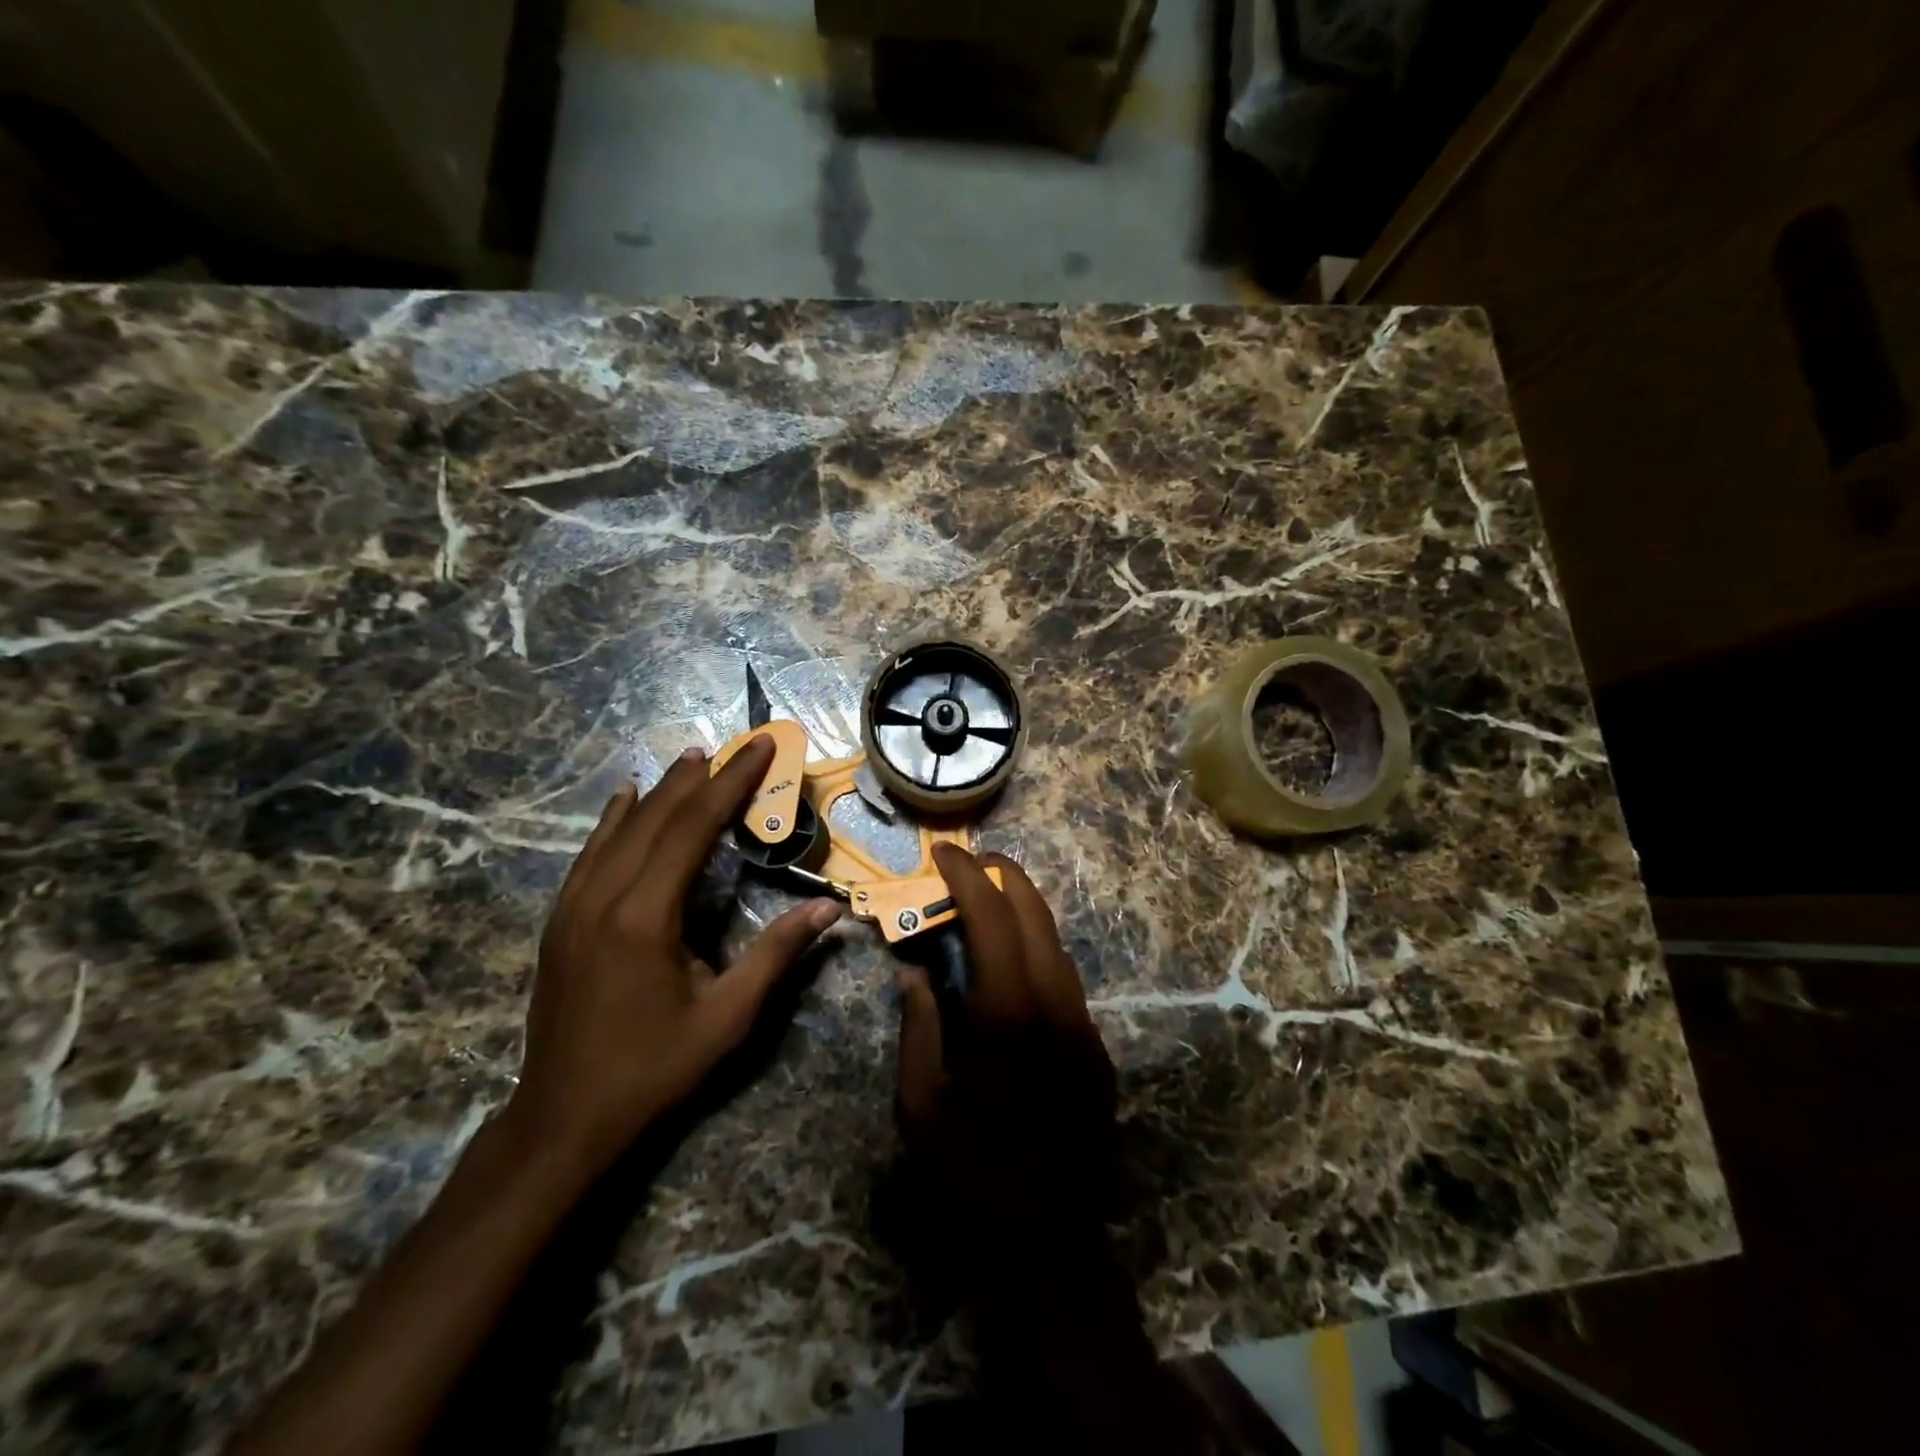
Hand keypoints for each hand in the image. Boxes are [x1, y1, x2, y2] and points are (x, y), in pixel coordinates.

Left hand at [509, 737, 842, 1178]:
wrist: (563, 1118)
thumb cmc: (653, 1069)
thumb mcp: (726, 1017)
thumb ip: (776, 955)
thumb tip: (829, 910)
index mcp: (644, 915)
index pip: (693, 828)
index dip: (731, 784)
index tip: (760, 748)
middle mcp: (603, 897)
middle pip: (657, 817)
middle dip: (701, 778)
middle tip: (736, 746)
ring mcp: (573, 907)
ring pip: (621, 828)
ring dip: (660, 790)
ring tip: (693, 759)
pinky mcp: (561, 920)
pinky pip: (590, 852)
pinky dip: (615, 818)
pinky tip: (625, 798)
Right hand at [894, 845, 1118, 1273]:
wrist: (1049, 1235)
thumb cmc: (971, 1169)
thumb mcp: (919, 1103)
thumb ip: (918, 1025)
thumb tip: (914, 972)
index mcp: (1007, 1011)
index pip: (991, 917)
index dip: (966, 876)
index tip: (944, 854)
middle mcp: (1054, 1003)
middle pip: (1034, 914)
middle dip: (1003, 874)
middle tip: (972, 860)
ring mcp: (1082, 1024)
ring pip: (1057, 942)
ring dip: (1024, 909)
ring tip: (991, 897)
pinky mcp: (1096, 1047)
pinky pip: (1066, 978)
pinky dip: (1039, 948)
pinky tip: (1016, 958)